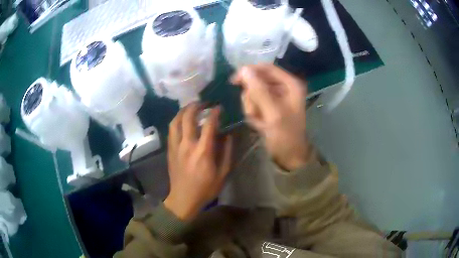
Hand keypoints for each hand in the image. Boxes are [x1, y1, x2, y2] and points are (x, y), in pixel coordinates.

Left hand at [165, 104, 232, 220]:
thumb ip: (227, 153)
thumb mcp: (222, 174)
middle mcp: (187, 145)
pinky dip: (176, 121)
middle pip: (188, 118)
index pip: (208, 125)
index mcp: (203, 151)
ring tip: (190, 108)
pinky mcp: (170, 150)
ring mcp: (176, 147)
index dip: (214, 113)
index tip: (219, 108)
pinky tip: (181, 121)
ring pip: (175, 121)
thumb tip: (228, 135)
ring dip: (183, 111)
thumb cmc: (205, 189)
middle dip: (195, 106)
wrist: (183, 199)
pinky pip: (171, 130)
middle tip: (203, 103)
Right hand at [231, 64, 311, 170]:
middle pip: (257, 81)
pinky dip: (253, 114)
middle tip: (256, 113)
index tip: (234, 81)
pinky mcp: (268, 106)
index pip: (266, 68)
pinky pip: (253, 103)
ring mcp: (275, 97)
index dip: (249, 71)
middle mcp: (283, 87)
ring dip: (252, 108)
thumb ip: (259, 90)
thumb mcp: (272, 113)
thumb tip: (244, 70)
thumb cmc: (285, 135)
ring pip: (253, 93)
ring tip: (260, 121)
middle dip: (252, 98)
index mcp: (290, 84)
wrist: (289, 155)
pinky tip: (260, 124)